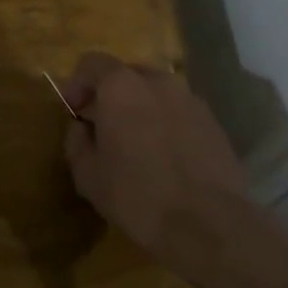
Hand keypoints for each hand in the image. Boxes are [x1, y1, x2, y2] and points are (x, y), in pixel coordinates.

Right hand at [59, 54, 250, 273]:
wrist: (209, 225)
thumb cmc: (138, 196)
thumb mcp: (88, 175)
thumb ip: (76, 141)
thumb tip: (82, 128)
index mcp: (121, 86)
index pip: (92, 62)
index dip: (77, 84)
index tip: (74, 111)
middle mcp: (157, 81)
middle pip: (126, 74)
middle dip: (111, 95)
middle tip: (104, 127)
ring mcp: (190, 99)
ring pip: (156, 93)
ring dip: (142, 109)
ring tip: (138, 144)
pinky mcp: (213, 122)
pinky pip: (180, 112)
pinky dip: (167, 124)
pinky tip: (167, 157)